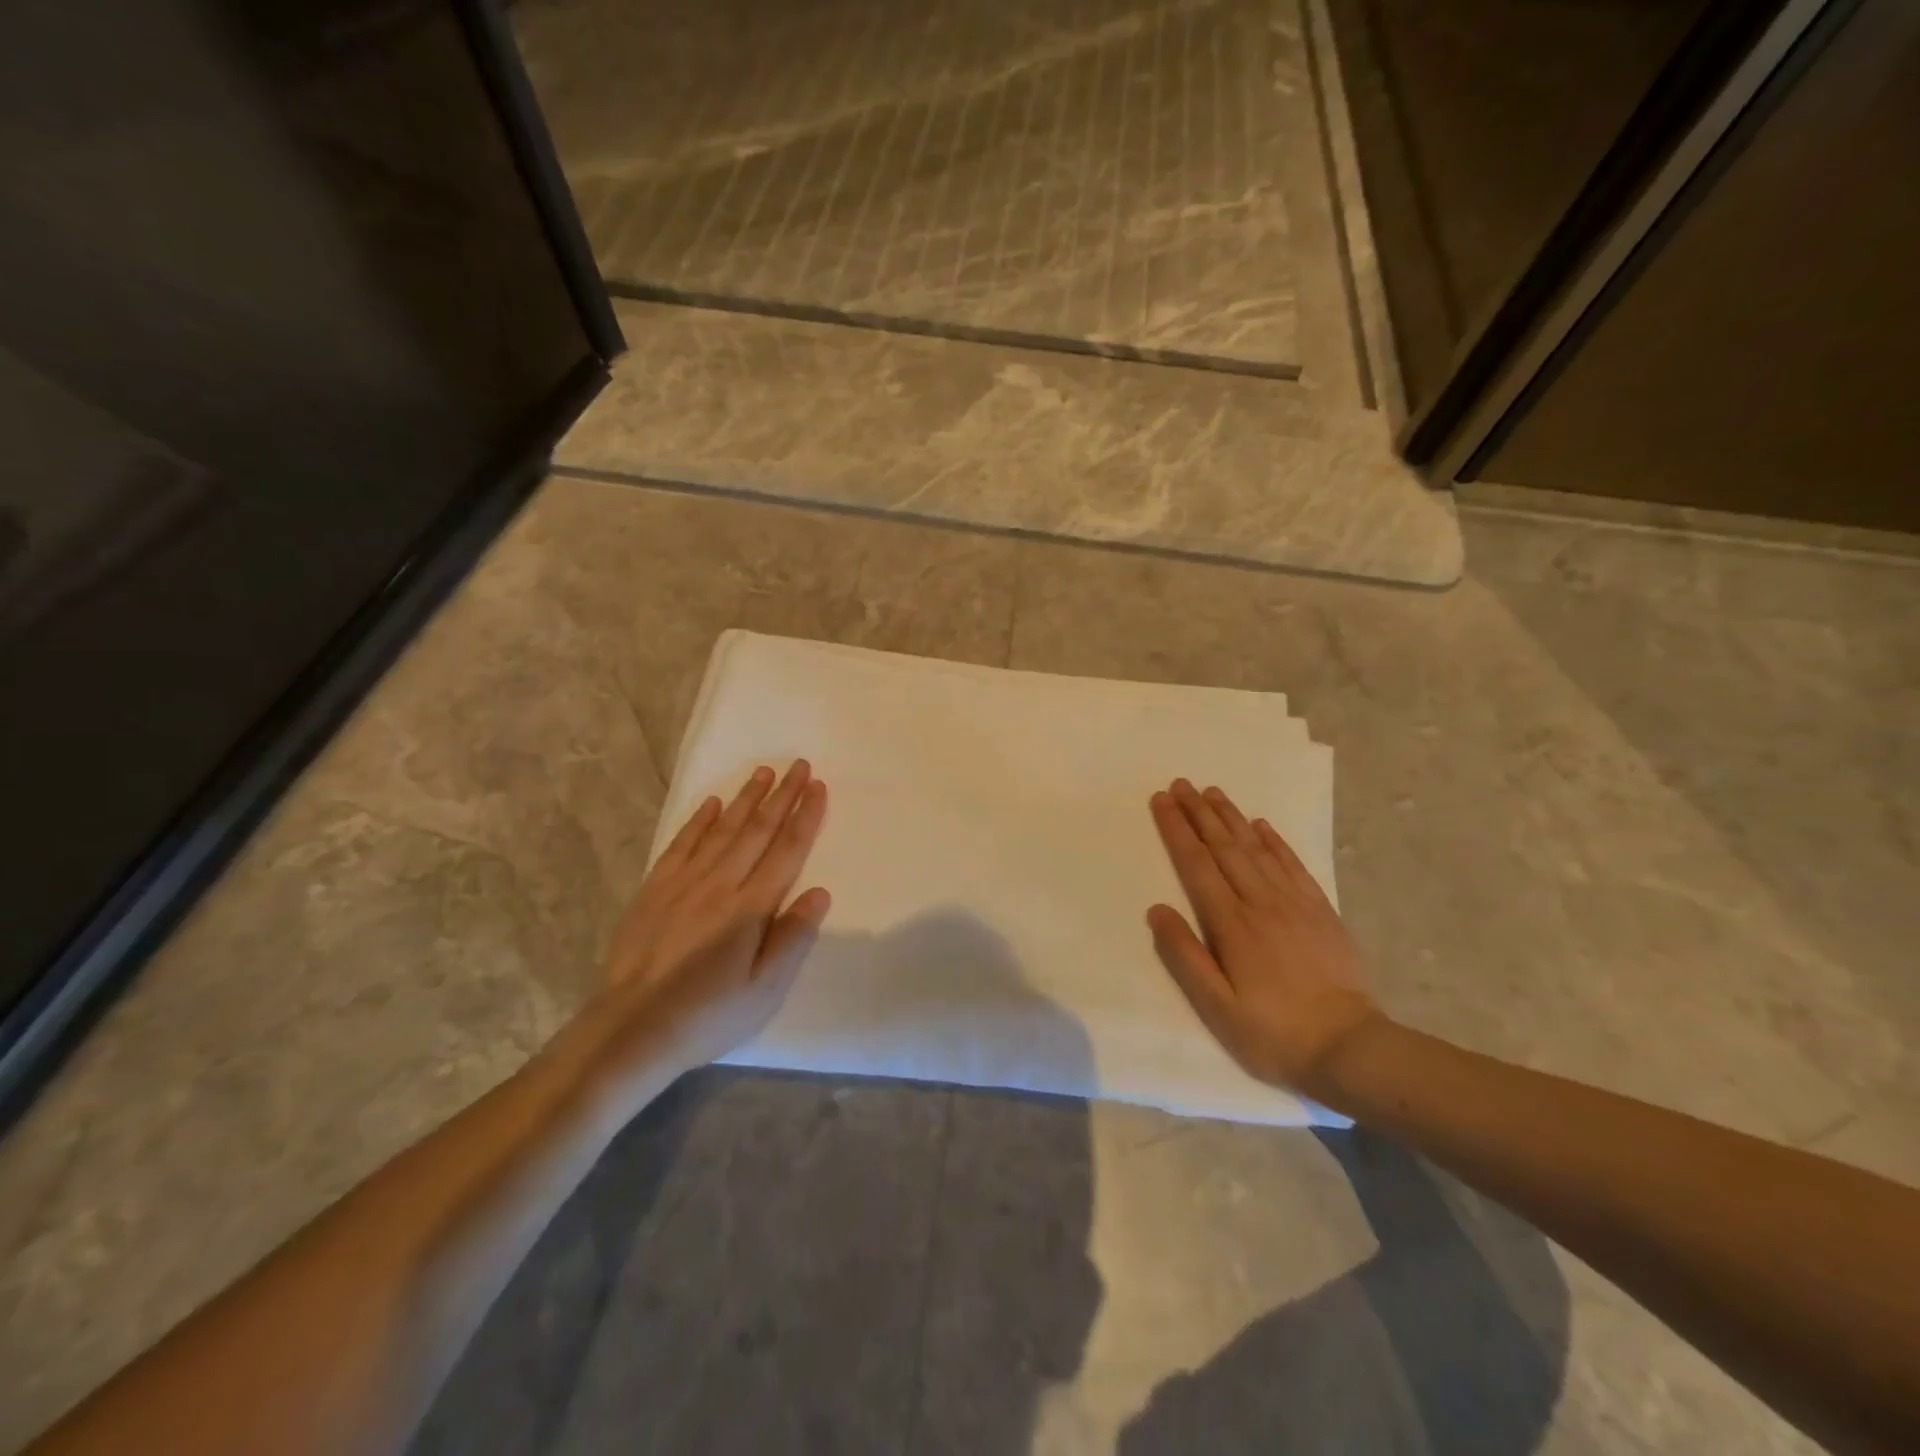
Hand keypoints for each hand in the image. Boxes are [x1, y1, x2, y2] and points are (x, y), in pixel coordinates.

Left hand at [587, 760, 830, 1085]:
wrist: (632, 1029)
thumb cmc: (709, 1015)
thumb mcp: (765, 990)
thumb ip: (793, 939)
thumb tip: (820, 892)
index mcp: (751, 908)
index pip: (786, 851)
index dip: (805, 817)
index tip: (818, 787)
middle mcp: (720, 884)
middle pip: (757, 830)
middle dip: (781, 796)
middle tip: (799, 765)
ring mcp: (683, 883)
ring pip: (722, 829)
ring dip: (746, 798)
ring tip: (764, 772)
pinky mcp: (654, 890)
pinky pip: (681, 845)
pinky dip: (698, 821)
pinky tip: (712, 803)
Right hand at [1148, 779, 1382, 1093]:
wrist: (1350, 1048)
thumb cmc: (1272, 1032)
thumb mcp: (1217, 1007)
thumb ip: (1185, 956)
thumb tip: (1157, 910)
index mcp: (1231, 925)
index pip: (1197, 865)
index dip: (1177, 830)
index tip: (1162, 801)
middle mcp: (1261, 903)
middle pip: (1224, 847)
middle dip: (1199, 813)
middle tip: (1181, 784)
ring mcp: (1294, 903)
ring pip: (1256, 848)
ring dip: (1231, 817)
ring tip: (1212, 792)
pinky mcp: (1321, 910)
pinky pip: (1293, 865)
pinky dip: (1275, 841)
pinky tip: (1262, 825)